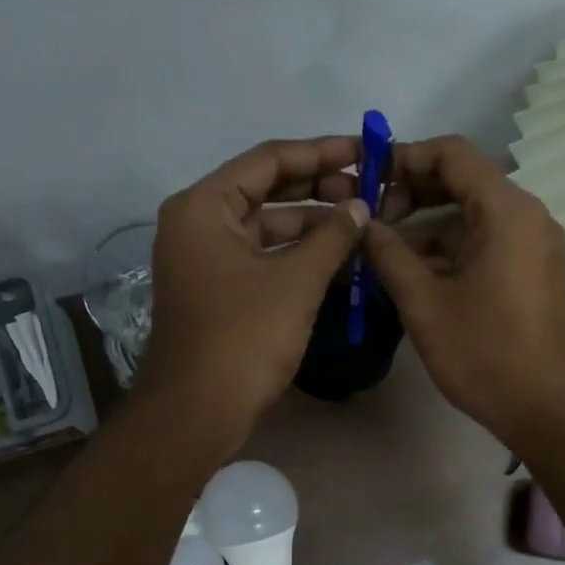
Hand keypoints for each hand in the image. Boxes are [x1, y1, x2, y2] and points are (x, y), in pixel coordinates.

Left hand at [138, 137, 369, 448]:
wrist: (197, 412)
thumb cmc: (244, 338)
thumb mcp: (296, 281)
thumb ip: (333, 236)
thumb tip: (360, 206)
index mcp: (203, 207)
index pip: (268, 161)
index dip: (321, 153)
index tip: (365, 152)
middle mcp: (197, 224)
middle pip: (265, 191)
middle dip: (318, 190)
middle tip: (368, 191)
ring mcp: (204, 260)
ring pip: (265, 228)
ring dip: (311, 227)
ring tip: (361, 226)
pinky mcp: (216, 291)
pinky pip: (260, 259)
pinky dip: (295, 257)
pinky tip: (337, 260)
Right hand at [362, 135, 564, 451]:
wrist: (549, 409)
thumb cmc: (485, 354)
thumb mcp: (424, 303)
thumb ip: (388, 255)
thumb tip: (361, 224)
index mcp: (505, 211)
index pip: (451, 154)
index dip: (403, 158)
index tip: (365, 180)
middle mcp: (526, 215)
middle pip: (462, 182)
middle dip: (410, 194)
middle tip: (368, 220)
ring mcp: (533, 244)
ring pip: (471, 217)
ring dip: (426, 228)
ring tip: (379, 252)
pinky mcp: (532, 271)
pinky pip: (485, 243)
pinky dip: (448, 250)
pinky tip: (412, 274)